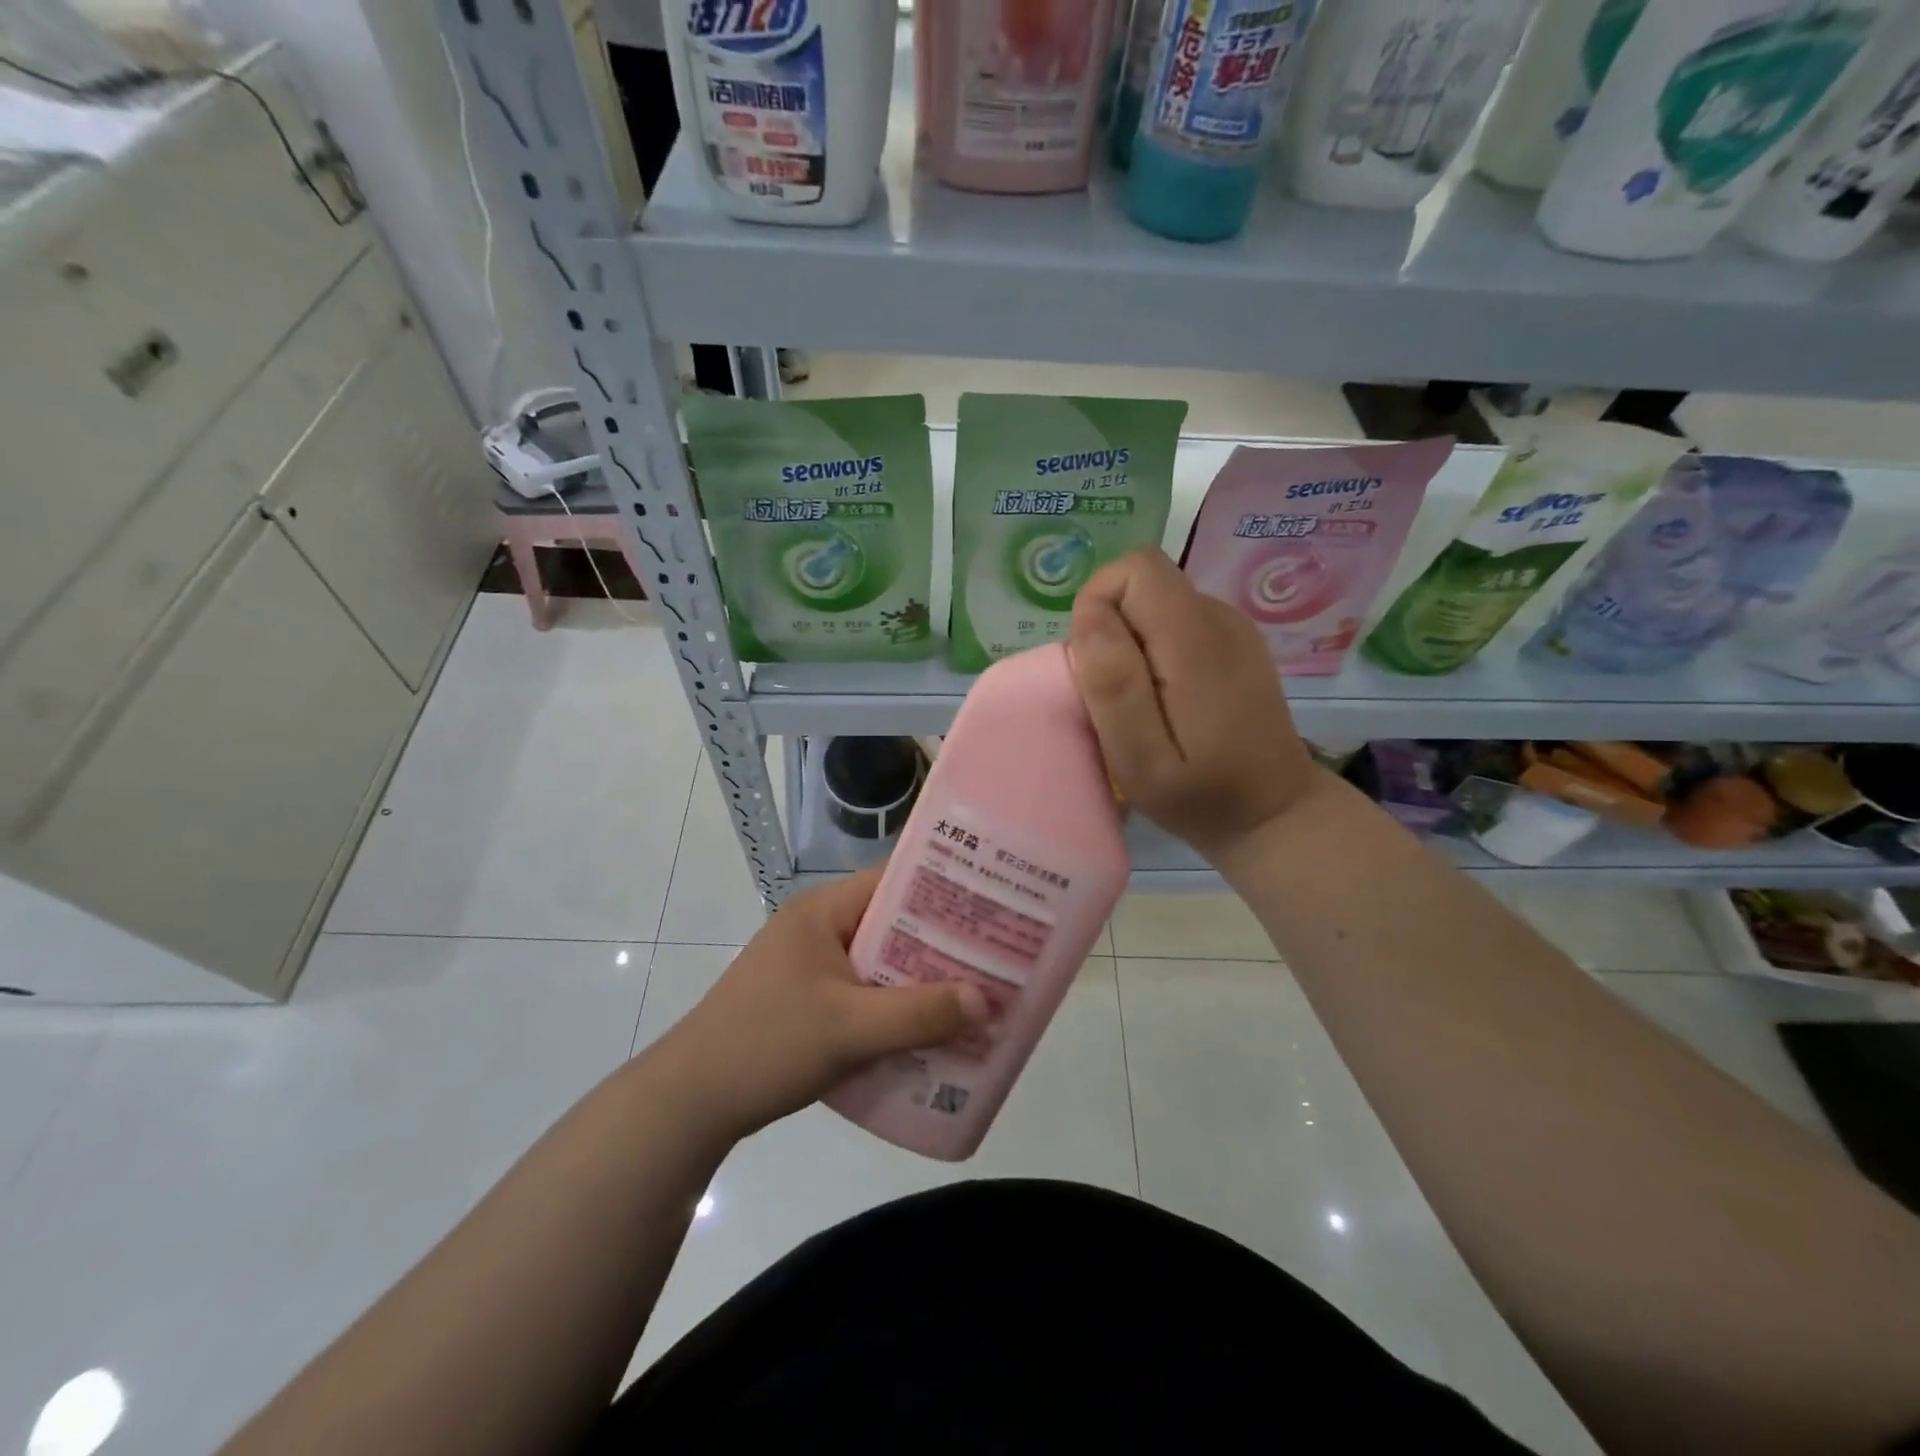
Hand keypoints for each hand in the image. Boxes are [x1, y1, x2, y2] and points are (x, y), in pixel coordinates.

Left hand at [646, 868, 988, 1141]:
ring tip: (971, 995)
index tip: (992, 908)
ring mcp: (808, 964)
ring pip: (879, 961)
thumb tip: (988, 1000)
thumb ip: (920, 1014)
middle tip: (994, 958)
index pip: (894, 880)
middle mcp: (817, 927)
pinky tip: (925, 1030)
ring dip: (918, 979)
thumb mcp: (850, 1029)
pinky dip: (893, 1004)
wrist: (689, 1102)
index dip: (944, 891)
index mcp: (823, 911)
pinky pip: (863, 990)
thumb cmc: (768, 1044)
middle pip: (892, 923)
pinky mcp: (805, 998)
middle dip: (940, 943)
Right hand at [1068, 548, 1320, 863]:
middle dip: (1110, 627)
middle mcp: (1219, 618)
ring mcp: (1232, 628)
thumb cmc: (1200, 795)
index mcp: (1195, 639)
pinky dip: (1154, 650)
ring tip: (1139, 703)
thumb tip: (1089, 617)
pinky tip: (1165, 700)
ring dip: (1130, 642)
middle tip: (1114, 694)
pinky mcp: (1235, 643)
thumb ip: (1113, 684)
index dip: (1099, 603)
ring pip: (1156, 602)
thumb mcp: (1142, 758)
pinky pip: (1175, 622)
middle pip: (1144, 582)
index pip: (1135, 570)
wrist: (1273, 813)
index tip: (1094, 664)